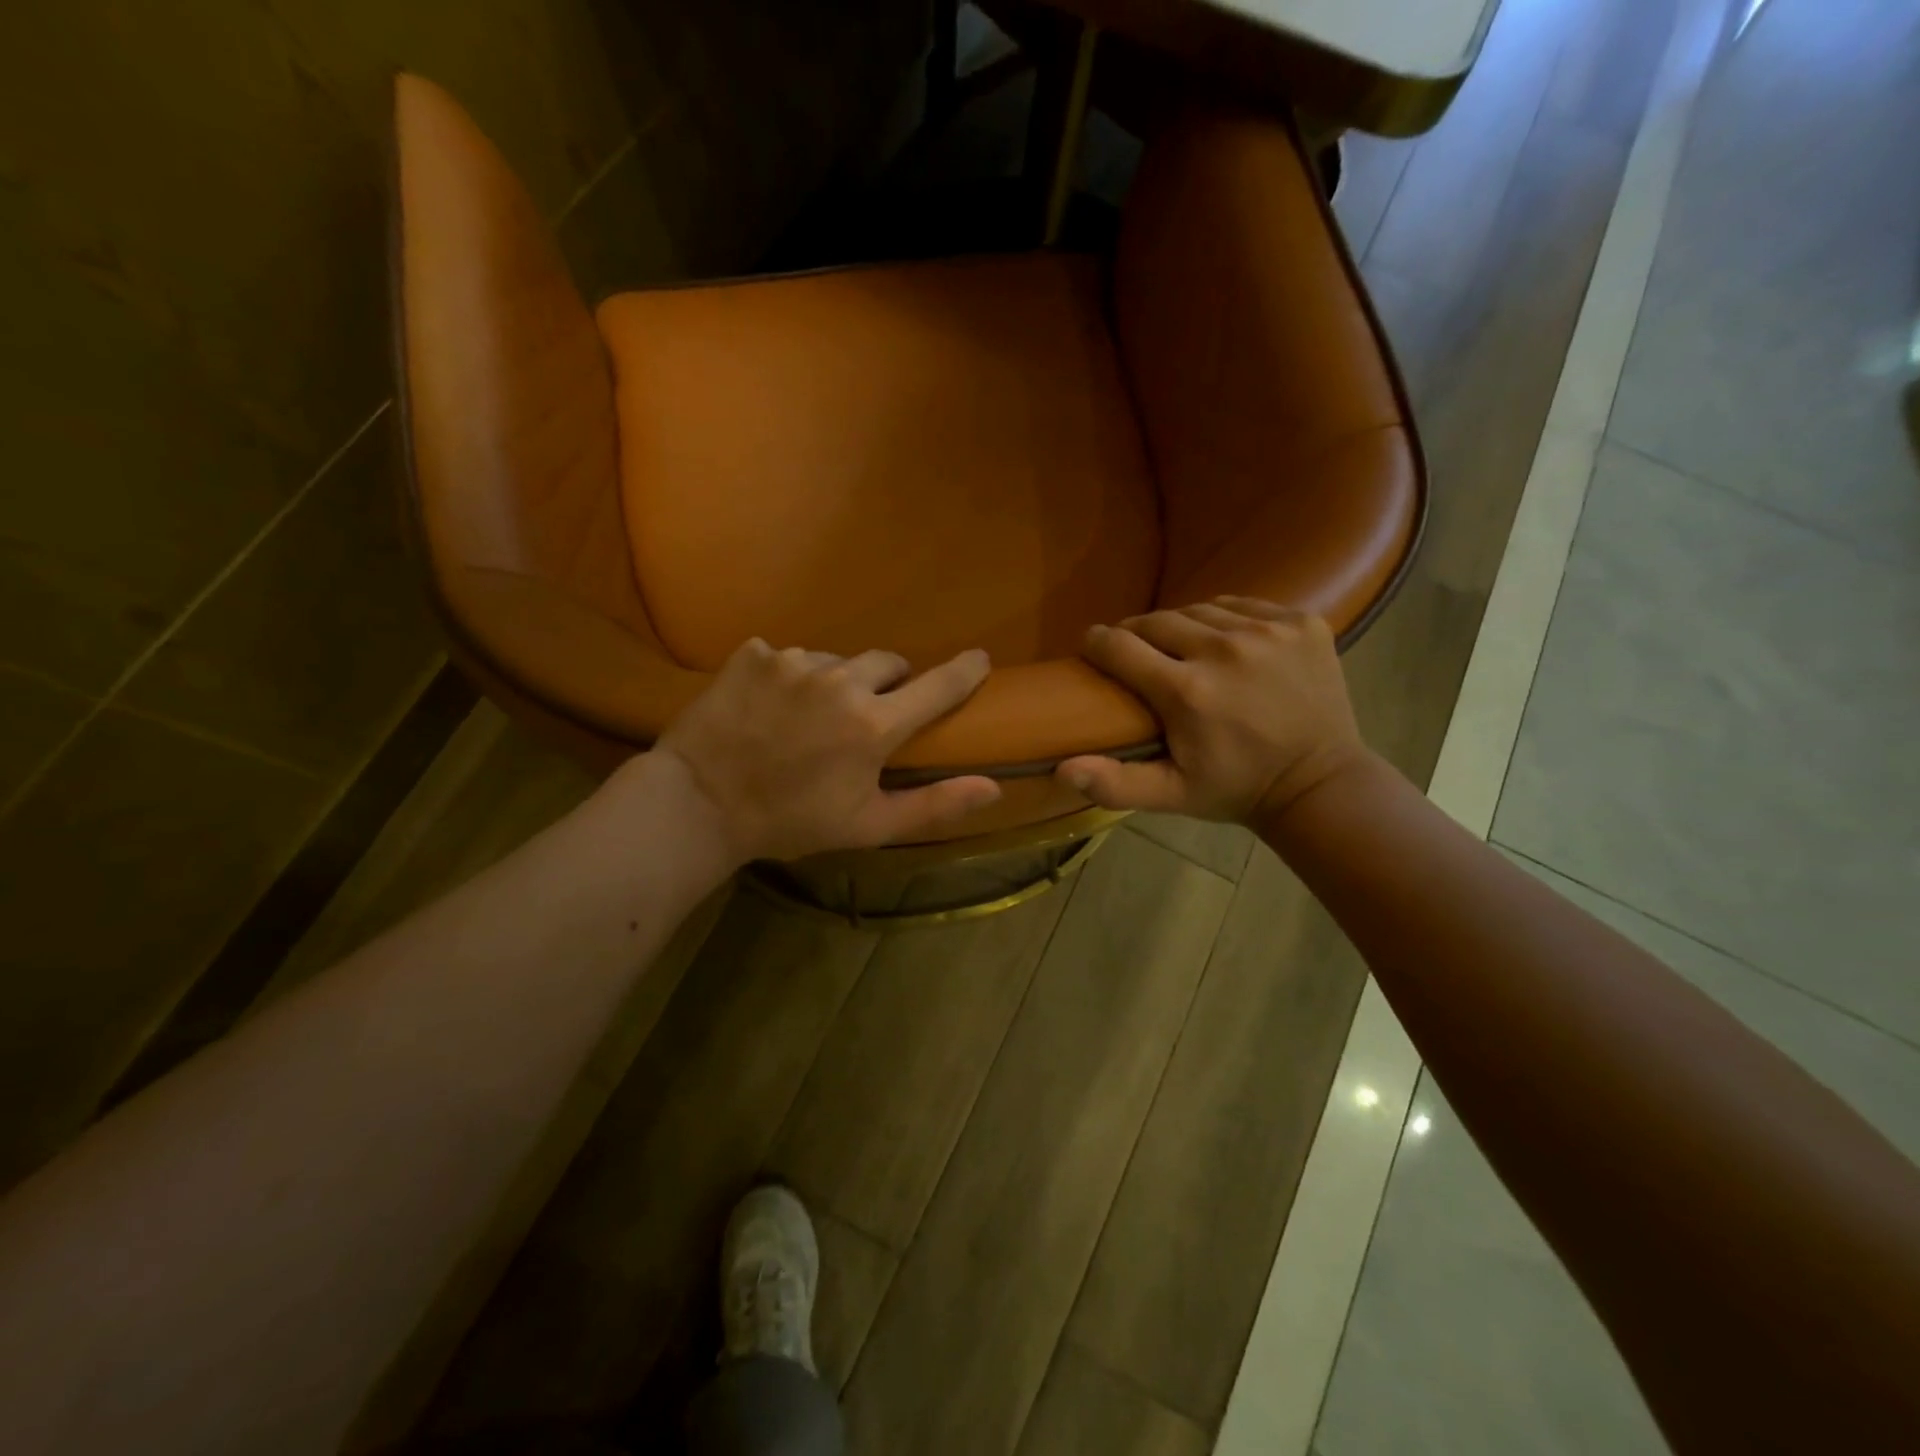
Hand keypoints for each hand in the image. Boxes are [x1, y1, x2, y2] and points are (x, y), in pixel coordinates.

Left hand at [649, 639, 1001, 863]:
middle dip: (889, 683)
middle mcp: (840, 679)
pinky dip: (789, 677)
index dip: (964, 672)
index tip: (980, 659)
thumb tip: (993, 789)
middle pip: (887, 663)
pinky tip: (770, 706)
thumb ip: (934, 805)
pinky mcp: (754, 654)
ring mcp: (793, 661)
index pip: (937, 686)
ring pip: (836, 659)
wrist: (699, 804)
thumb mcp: (868, 826)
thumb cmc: (790, 821)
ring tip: (810, 716)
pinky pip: (788, 656)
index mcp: (874, 723)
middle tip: (870, 714)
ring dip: (836, 681)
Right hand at [1057, 597, 1369, 825]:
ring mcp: (1268, 631)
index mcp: (1187, 692)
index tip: (1092, 646)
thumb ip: (1115, 782)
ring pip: (1199, 609)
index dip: (1098, 643)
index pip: (1120, 646)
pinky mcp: (1301, 622)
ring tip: (1178, 647)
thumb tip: (1062, 768)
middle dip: (1137, 634)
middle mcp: (1225, 650)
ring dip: (1181, 625)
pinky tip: (1224, 641)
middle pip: (1157, 621)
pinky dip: (1224, 618)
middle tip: (1134, 652)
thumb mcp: (1171, 795)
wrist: (1319, 783)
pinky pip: (1242, 605)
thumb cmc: (1235, 789)